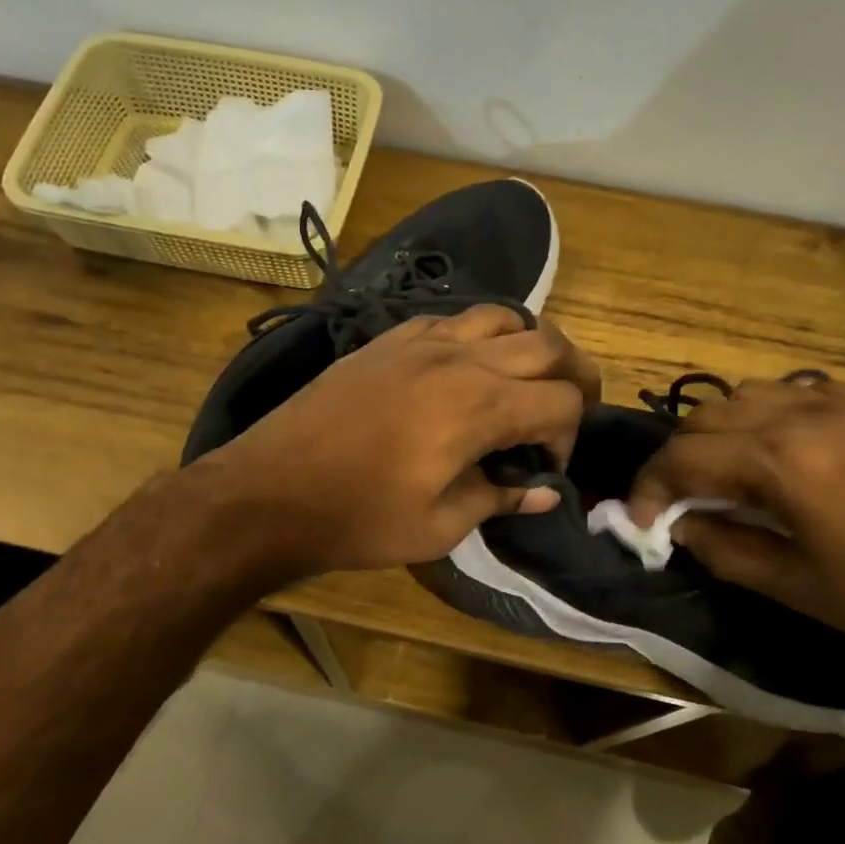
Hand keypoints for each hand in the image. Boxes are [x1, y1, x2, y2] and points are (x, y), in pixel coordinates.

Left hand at [198, 305, 599, 574]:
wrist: (270, 491)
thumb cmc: (358, 518)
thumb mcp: (439, 526)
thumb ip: (499, 499)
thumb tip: (545, 492)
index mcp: (480, 405)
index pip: (561, 402)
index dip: (569, 437)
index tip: (546, 470)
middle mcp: (459, 359)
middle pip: (547, 344)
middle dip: (574, 376)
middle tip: (569, 410)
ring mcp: (420, 341)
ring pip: (502, 316)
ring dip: (528, 345)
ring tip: (523, 382)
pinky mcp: (387, 340)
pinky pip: (451, 319)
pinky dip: (477, 336)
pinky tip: (464, 368)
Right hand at [627, 378, 844, 670]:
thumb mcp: (801, 588)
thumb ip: (724, 551)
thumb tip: (678, 528)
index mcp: (782, 460)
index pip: (682, 457)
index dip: (648, 488)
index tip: (641, 521)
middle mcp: (808, 412)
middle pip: (708, 415)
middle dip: (680, 457)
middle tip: (682, 500)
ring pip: (754, 395)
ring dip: (724, 431)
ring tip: (733, 473)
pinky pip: (805, 395)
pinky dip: (774, 419)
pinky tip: (795, 457)